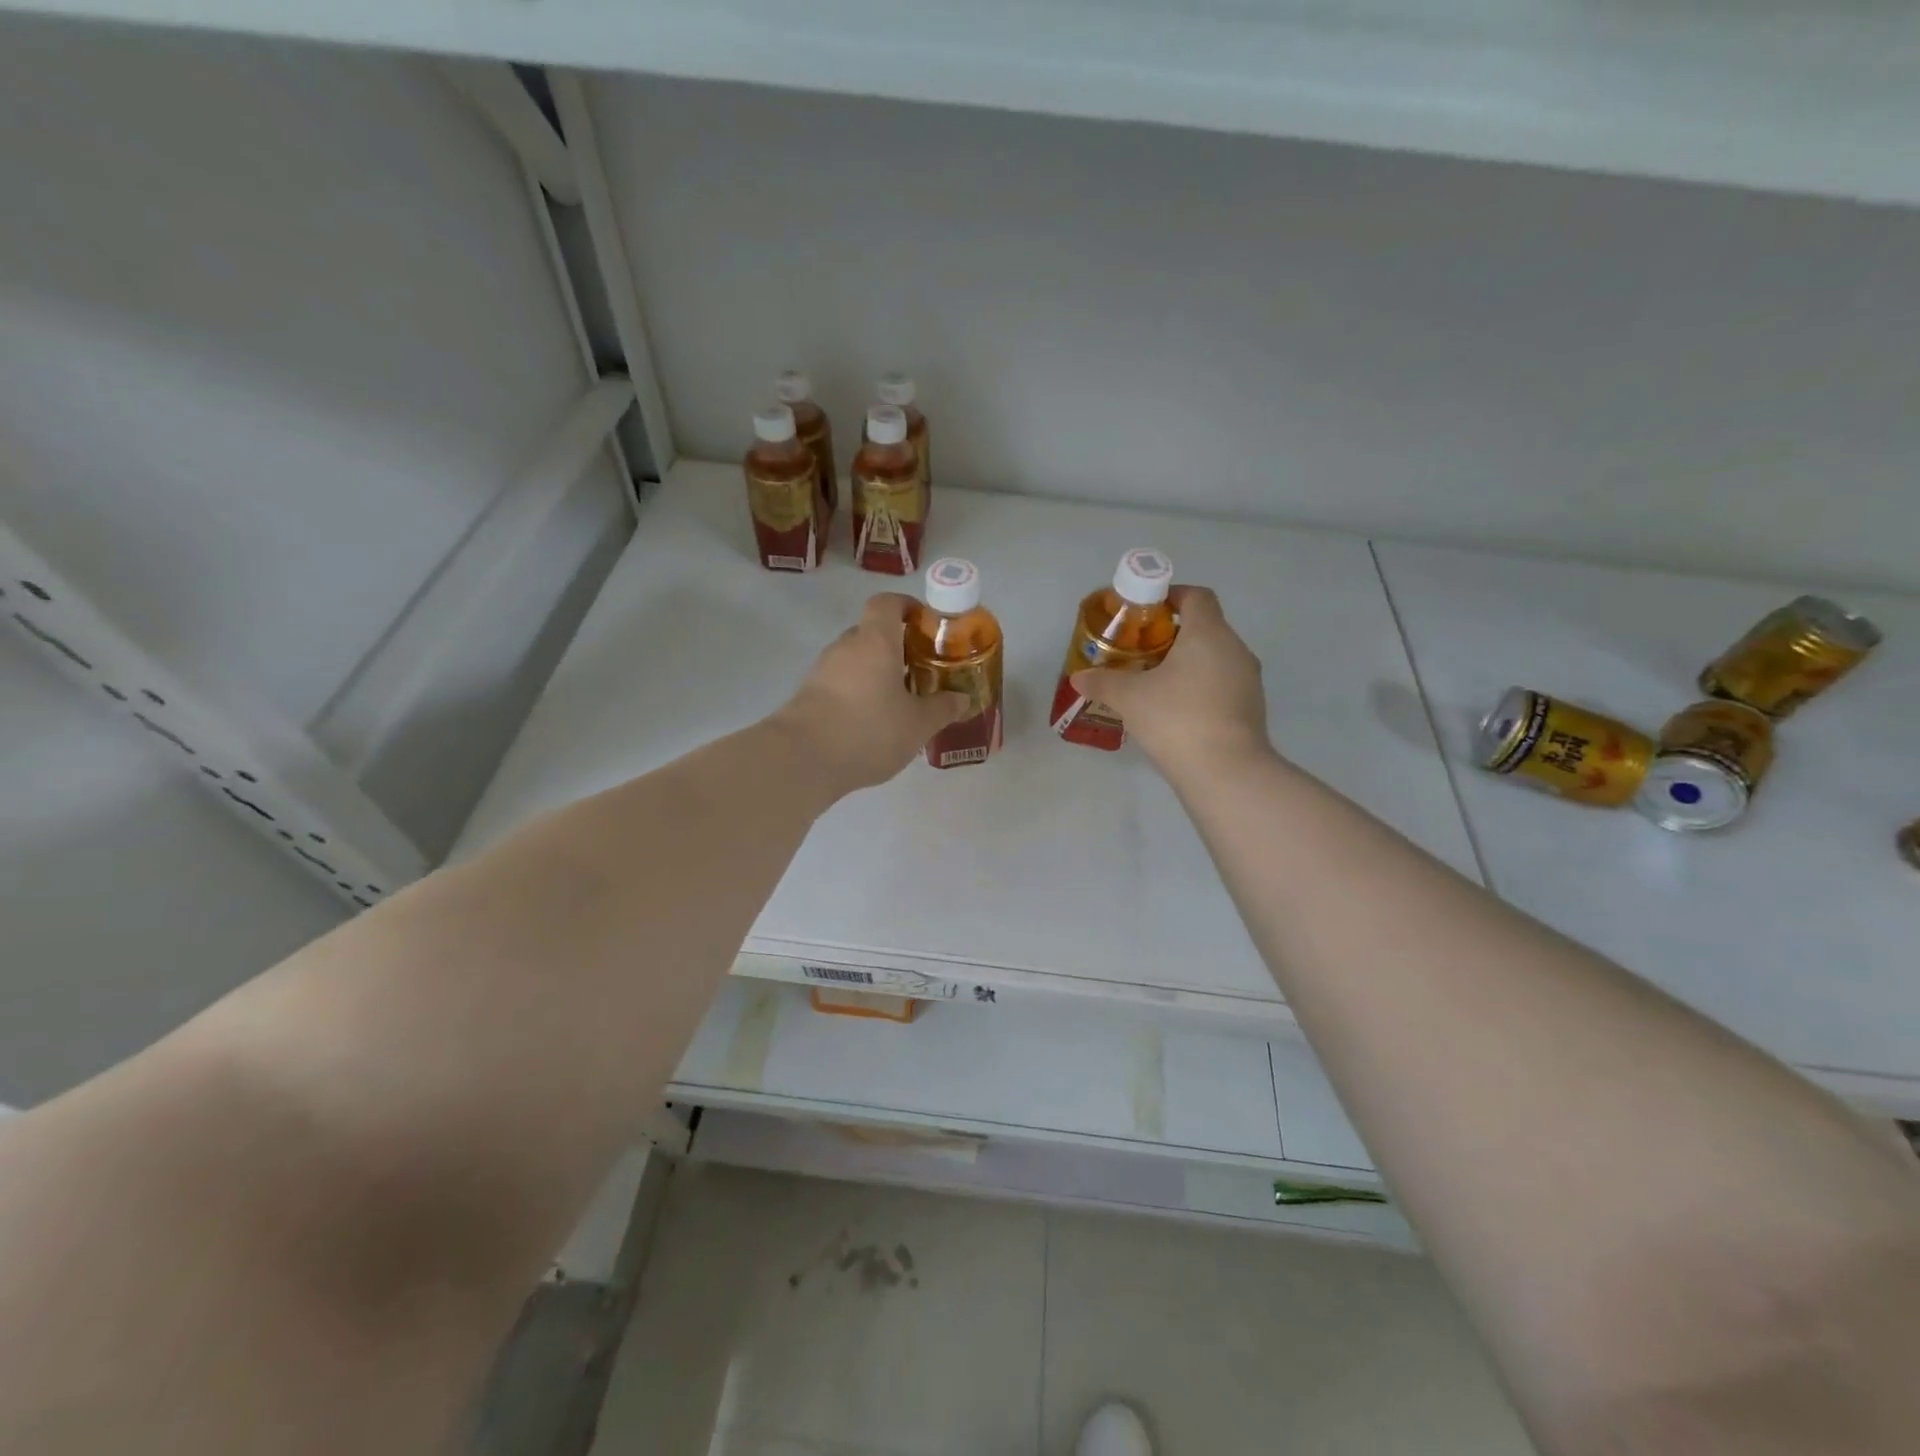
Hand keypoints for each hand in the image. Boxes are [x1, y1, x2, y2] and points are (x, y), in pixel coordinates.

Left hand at [772, 594, 968, 795]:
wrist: (802, 759)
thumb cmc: (869, 730)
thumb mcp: (918, 724)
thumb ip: (943, 708)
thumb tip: (962, 699)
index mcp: (875, 641)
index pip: (887, 603)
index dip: (907, 606)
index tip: (925, 624)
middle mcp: (846, 646)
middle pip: (872, 633)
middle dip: (897, 648)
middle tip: (920, 672)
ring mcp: (822, 670)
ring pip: (856, 660)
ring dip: (877, 673)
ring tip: (899, 703)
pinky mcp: (809, 694)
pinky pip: (841, 683)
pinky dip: (858, 693)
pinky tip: (872, 723)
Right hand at [1070, 585, 1271, 778]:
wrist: (1226, 771)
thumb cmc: (1176, 718)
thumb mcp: (1129, 698)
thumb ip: (1102, 682)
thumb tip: (1078, 678)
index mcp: (1208, 633)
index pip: (1197, 596)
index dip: (1172, 595)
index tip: (1148, 609)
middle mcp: (1235, 648)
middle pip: (1206, 627)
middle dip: (1174, 634)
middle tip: (1141, 651)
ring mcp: (1248, 680)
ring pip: (1216, 658)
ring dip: (1189, 663)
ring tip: (1156, 683)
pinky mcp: (1251, 708)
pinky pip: (1223, 685)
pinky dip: (1201, 688)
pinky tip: (1177, 711)